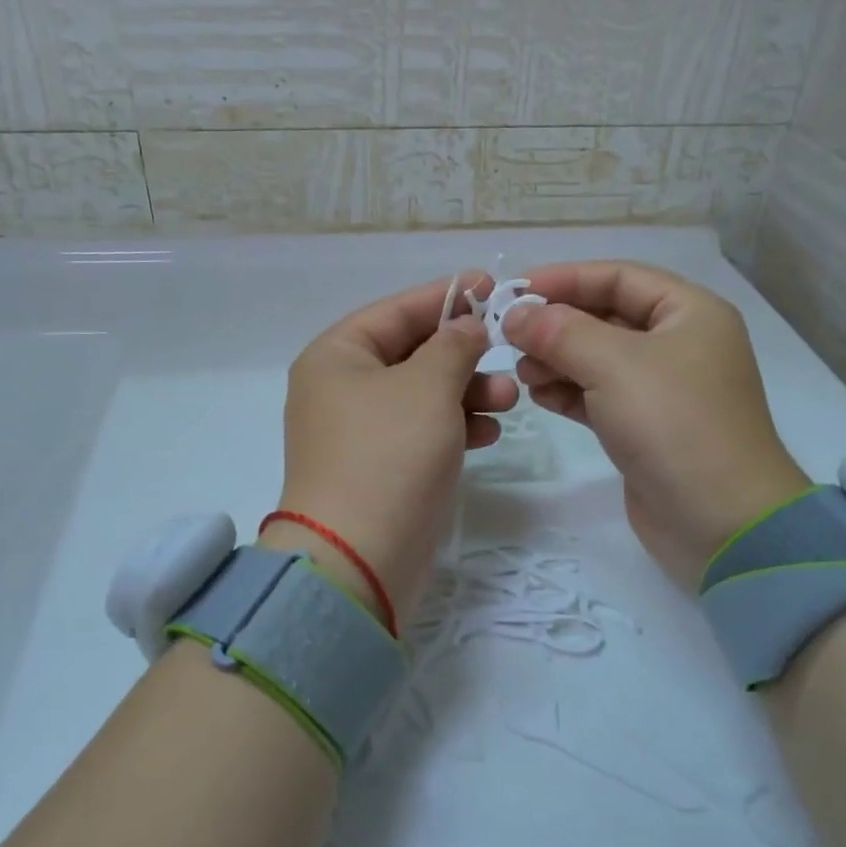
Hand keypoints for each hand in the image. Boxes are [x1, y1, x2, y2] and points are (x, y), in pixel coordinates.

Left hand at [271, 272, 516, 626]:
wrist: (358, 560)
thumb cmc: (389, 455)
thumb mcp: (427, 387)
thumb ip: (453, 345)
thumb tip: (466, 324)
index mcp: (336, 357)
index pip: (396, 311)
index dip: (445, 296)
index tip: (492, 286)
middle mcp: (340, 389)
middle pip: (410, 353)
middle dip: (462, 353)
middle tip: (507, 354)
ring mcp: (359, 432)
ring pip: (422, 395)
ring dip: (466, 392)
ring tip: (509, 399)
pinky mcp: (379, 469)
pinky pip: (422, 432)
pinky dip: (455, 426)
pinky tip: (489, 433)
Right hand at [507, 261, 810, 590]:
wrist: (720, 522)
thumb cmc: (673, 424)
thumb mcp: (614, 365)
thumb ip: (559, 332)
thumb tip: (516, 314)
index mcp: (688, 312)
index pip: (619, 277)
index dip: (565, 278)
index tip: (514, 292)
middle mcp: (678, 343)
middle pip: (605, 316)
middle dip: (557, 325)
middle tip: (509, 338)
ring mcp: (662, 389)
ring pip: (598, 358)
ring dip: (557, 359)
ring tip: (521, 372)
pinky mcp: (645, 427)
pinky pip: (598, 395)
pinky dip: (568, 391)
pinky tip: (538, 395)